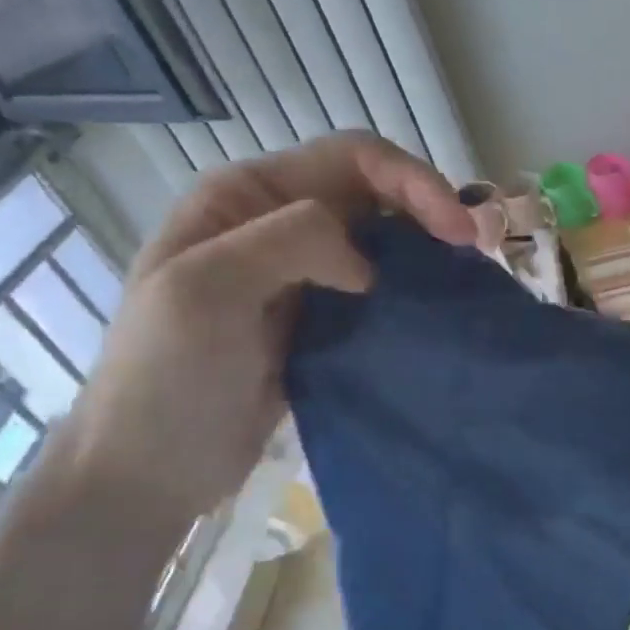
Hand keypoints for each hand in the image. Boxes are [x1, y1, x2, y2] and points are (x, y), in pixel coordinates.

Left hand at [51, 133, 472, 530]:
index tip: (457, 233)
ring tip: (471, 276)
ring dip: (431, 248)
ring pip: (385, 237)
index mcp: (248, 195)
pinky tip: (440, 307)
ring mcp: (305, 271)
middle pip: (377, 191)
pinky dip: (418, 288)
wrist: (150, 471)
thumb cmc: (164, 377)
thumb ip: (290, 241)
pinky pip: (384, 286)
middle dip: (433, 208)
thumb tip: (369, 265)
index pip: (352, 158)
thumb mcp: (204, 289)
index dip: (413, 181)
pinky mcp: (326, 317)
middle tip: (479, 251)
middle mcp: (280, 220)